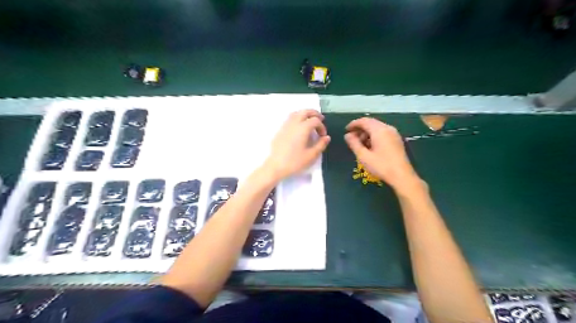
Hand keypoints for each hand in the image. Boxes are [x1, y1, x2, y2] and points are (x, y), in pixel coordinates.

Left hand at [263, 109, 330, 179]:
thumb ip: (321, 145)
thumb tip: (327, 137)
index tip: (323, 136)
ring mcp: (285, 125)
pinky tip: (299, 127)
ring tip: (310, 121)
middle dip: (314, 114)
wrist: (275, 166)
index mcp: (303, 128)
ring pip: (296, 113)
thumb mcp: (311, 155)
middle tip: (321, 120)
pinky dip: (297, 118)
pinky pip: (290, 118)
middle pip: (305, 111)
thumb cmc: (295, 162)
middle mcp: (294, 123)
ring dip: (305, 114)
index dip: (322, 126)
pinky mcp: (280, 130)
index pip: (315, 121)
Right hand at [343, 118, 420, 192]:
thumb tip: (347, 135)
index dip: (353, 124)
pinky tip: (370, 146)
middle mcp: (387, 128)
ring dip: (367, 133)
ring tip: (360, 144)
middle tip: (352, 138)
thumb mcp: (363, 156)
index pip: (364, 121)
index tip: (346, 130)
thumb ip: (354, 143)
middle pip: (371, 123)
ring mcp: (394, 133)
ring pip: (377, 127)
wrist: (402, 176)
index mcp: (379, 130)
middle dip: (360, 128)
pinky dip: (374, 136)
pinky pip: (383, 132)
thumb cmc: (381, 166)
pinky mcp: (397, 140)